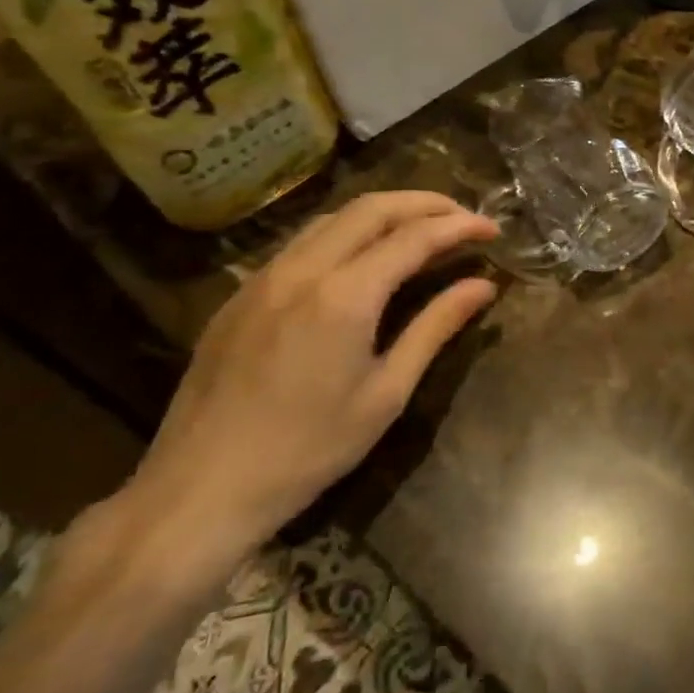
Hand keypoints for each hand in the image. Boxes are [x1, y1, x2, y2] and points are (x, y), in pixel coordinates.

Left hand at [116, 192, 499, 582]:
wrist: (201, 489)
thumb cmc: (309, 449)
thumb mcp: (387, 393)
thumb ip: (436, 327)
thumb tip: (483, 286)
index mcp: (345, 295)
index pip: (414, 237)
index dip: (459, 226)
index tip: (492, 229)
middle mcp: (303, 269)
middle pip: (371, 208)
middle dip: (424, 203)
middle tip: (462, 217)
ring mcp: (264, 277)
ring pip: (332, 218)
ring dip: (383, 212)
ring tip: (420, 228)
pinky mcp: (241, 294)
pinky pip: (302, 242)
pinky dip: (345, 233)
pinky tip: (360, 258)